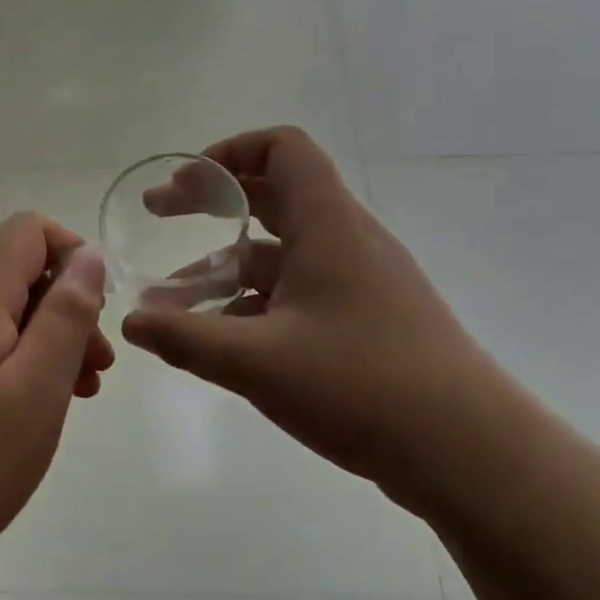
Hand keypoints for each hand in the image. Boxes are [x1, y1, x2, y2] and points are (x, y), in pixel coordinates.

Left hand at [0, 215, 111, 599]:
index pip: (26, 231)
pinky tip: (12, 421)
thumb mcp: (36, 390)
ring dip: (36, 344)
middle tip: (93, 378)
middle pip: (10, 276)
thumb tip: (87, 256)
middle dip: (62, 311)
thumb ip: (67, 315)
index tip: (96, 316)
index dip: (73, 255)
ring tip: (64, 404)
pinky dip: (1, 368)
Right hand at [122, 127, 507, 519]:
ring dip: (224, 266)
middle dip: (211, 204)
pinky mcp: (365, 320)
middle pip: (273, 195)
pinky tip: (221, 340)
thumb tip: (131, 321)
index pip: (282, 148)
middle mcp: (345, 240)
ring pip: (280, 253)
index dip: (228, 152)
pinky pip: (297, 293)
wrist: (468, 451)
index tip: (184, 185)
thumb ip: (186, 338)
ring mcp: (359, 282)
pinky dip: (253, 303)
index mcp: (328, 225)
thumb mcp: (258, 361)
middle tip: (159, 216)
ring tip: (171, 302)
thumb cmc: (361, 385)